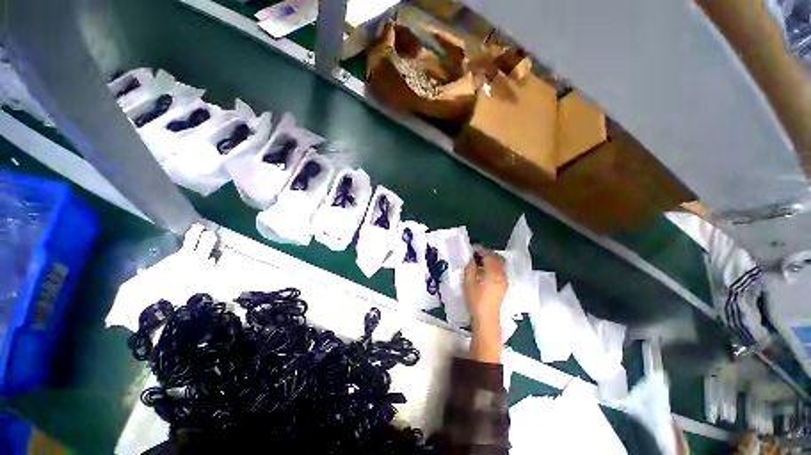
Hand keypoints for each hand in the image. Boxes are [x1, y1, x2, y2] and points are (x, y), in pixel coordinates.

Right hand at [463, 246, 507, 326]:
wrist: (486, 318)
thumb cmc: (475, 300)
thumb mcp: (468, 282)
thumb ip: (470, 267)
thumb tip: (471, 258)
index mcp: (493, 273)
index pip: (489, 255)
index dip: (480, 250)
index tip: (472, 248)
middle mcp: (501, 274)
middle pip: (498, 258)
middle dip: (487, 253)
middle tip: (476, 255)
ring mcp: (504, 280)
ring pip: (500, 264)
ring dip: (490, 260)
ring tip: (478, 263)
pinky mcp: (503, 285)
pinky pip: (500, 271)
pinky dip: (493, 267)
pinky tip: (483, 272)